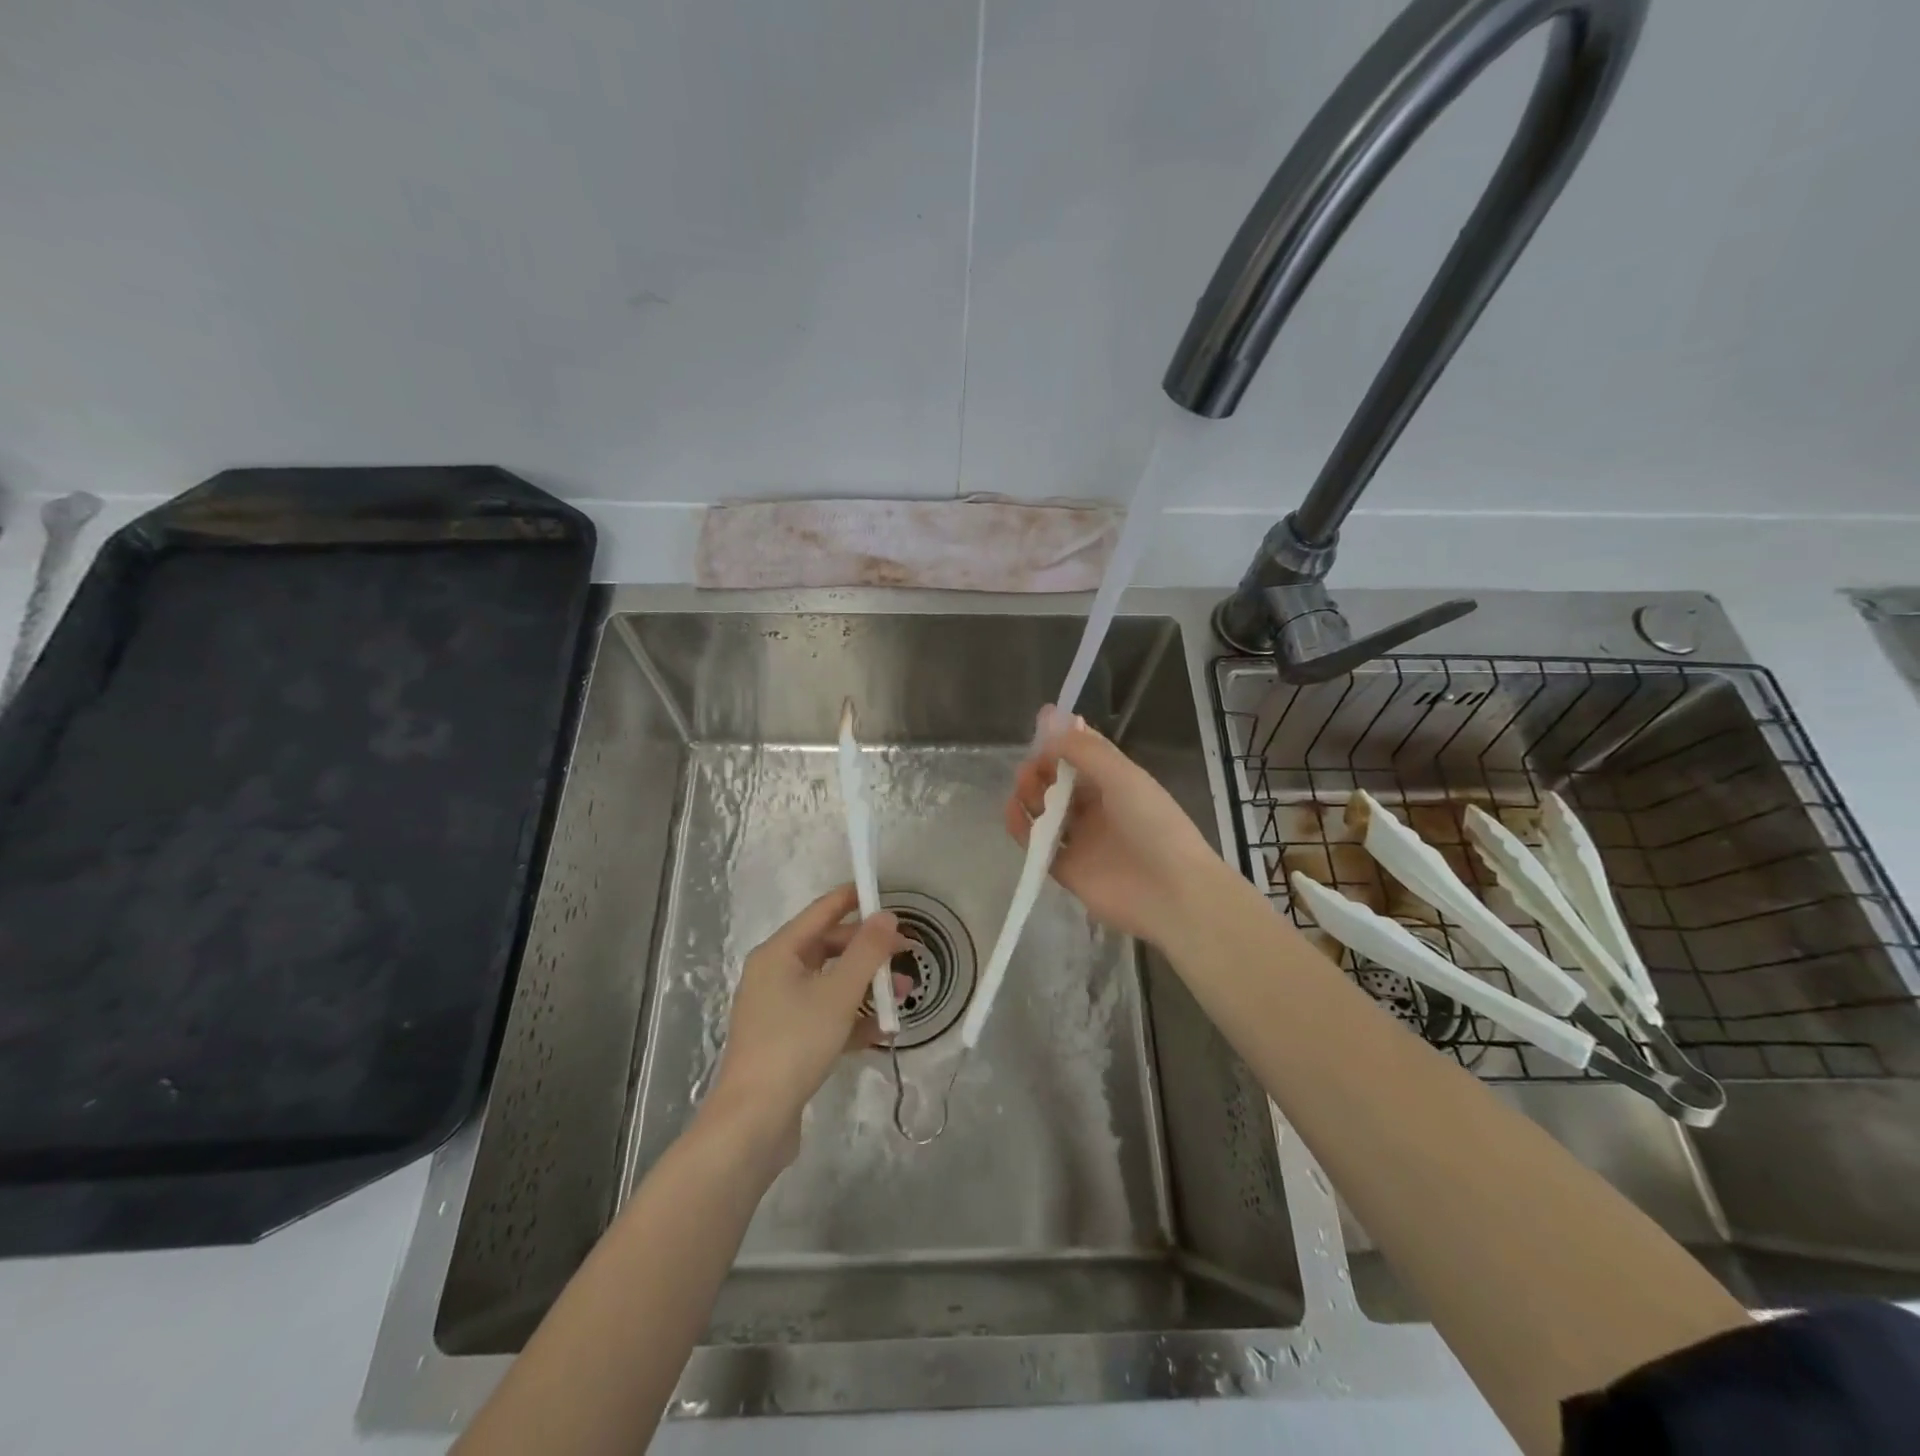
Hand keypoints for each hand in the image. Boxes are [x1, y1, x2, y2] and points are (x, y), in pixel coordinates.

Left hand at [703, 884, 909, 1167]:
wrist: (753, 1120)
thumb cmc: (794, 1043)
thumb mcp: (838, 993)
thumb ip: (867, 951)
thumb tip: (887, 916)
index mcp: (779, 953)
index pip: (821, 912)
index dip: (852, 899)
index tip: (884, 892)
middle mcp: (775, 975)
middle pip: (828, 949)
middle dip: (869, 952)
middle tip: (906, 954)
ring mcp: (779, 1010)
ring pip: (831, 985)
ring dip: (866, 987)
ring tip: (902, 996)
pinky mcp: (787, 1042)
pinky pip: (826, 1017)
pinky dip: (853, 1019)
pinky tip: (883, 1031)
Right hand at [1004, 706, 1225, 946]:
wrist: (1171, 892)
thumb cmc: (1153, 824)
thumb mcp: (1123, 775)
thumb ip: (1084, 750)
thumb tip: (1048, 733)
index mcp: (1117, 781)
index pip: (1083, 754)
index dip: (1061, 740)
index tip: (1039, 728)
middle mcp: (1098, 807)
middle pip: (1059, 781)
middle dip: (1040, 769)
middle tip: (1030, 770)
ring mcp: (1082, 839)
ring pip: (1044, 810)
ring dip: (1029, 795)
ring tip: (1023, 791)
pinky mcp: (1067, 869)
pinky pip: (1037, 844)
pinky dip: (1021, 828)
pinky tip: (1013, 814)